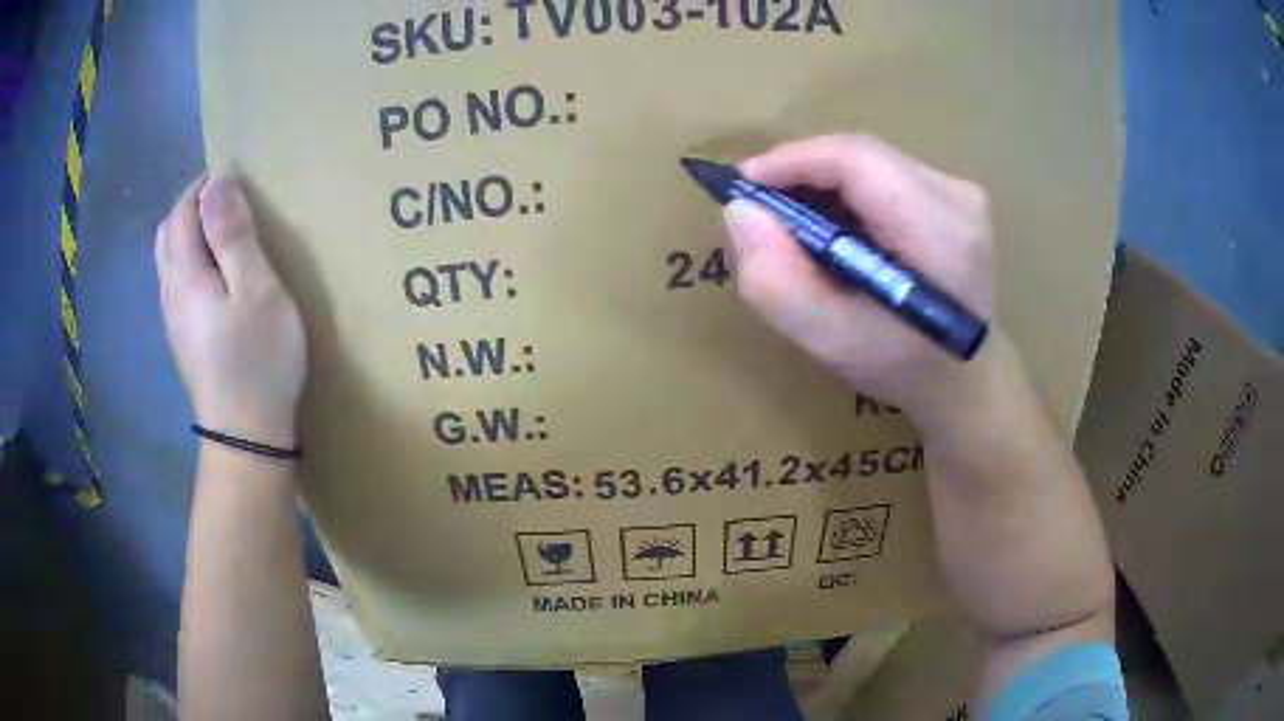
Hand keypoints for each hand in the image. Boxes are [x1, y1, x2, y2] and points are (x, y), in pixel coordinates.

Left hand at [155, 176, 305, 447]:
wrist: (246, 439)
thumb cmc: (257, 360)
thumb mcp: (255, 290)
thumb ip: (233, 235)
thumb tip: (217, 184)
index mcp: (184, 275)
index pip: (182, 212)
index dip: (204, 186)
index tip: (235, 176)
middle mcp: (170, 293)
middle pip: (168, 234)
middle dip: (192, 207)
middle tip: (228, 202)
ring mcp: (173, 321)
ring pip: (170, 261)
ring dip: (191, 235)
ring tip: (225, 234)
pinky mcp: (183, 340)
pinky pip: (178, 284)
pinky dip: (192, 262)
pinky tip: (217, 277)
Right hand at [723, 134, 996, 424]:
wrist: (966, 381)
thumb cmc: (904, 369)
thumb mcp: (832, 342)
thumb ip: (778, 284)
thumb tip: (740, 213)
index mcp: (939, 232)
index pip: (856, 160)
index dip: (793, 161)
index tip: (744, 187)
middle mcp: (957, 197)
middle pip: (861, 156)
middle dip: (803, 174)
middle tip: (763, 211)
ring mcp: (960, 192)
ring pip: (870, 162)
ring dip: (824, 184)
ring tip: (795, 225)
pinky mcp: (954, 196)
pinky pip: (885, 174)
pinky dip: (848, 193)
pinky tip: (835, 229)